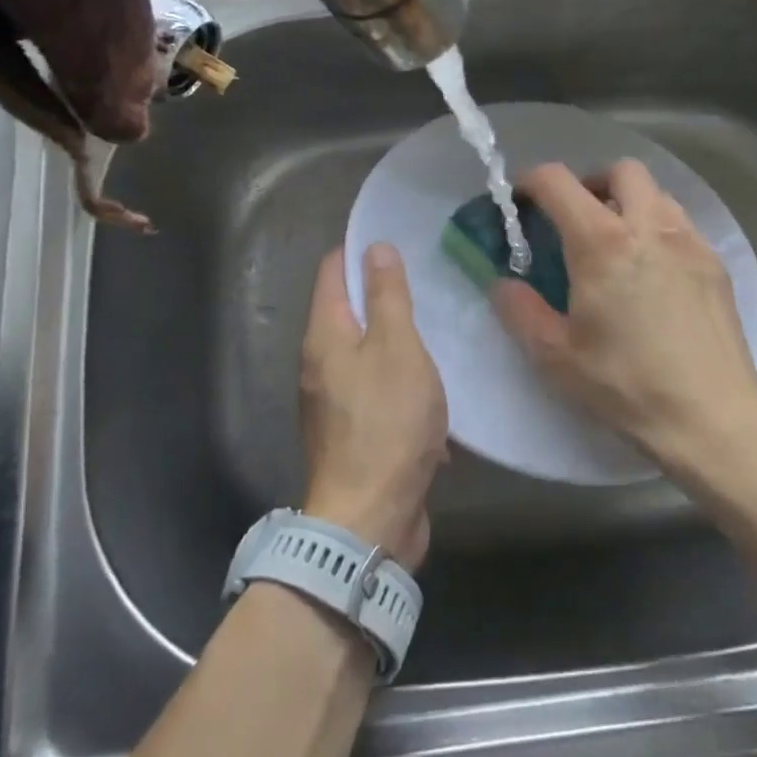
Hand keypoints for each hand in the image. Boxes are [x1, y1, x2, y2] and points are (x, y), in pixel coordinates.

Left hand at [299, 244, 447, 569]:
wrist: (370, 520)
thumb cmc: (386, 423)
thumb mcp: (397, 348)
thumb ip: (388, 296)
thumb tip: (374, 248)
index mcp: (324, 335)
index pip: (333, 270)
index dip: (359, 249)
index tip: (396, 236)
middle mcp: (319, 362)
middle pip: (348, 309)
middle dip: (382, 291)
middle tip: (427, 276)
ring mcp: (333, 400)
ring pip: (366, 349)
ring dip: (396, 336)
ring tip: (437, 320)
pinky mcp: (352, 431)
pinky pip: (376, 386)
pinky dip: (399, 376)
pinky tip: (432, 378)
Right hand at [493, 161, 756, 467]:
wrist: (712, 416)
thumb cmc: (626, 385)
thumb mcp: (555, 355)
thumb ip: (520, 310)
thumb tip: (502, 283)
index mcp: (601, 242)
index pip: (558, 182)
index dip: (531, 181)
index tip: (521, 199)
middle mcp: (648, 226)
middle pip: (620, 170)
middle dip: (591, 182)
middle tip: (576, 218)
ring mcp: (688, 241)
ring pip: (656, 193)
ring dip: (629, 203)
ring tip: (617, 245)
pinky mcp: (714, 263)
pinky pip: (681, 224)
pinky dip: (658, 229)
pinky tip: (653, 273)